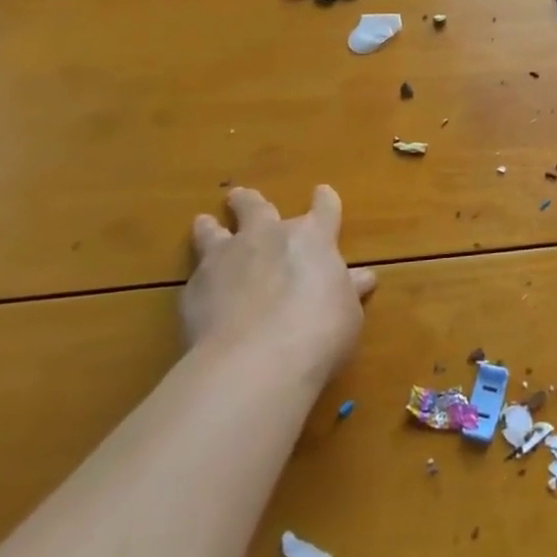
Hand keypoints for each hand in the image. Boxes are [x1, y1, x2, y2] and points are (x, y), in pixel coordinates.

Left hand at [184, 186, 375, 380]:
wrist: (254, 363)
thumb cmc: (319, 332)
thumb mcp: (349, 312)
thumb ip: (348, 291)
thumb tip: (362, 278)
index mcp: (313, 237)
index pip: (324, 208)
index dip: (325, 201)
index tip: (323, 193)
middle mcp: (268, 237)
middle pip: (257, 208)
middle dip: (251, 202)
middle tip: (242, 196)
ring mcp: (226, 259)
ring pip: (213, 232)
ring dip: (210, 227)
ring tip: (204, 222)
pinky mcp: (194, 289)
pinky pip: (197, 274)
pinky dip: (201, 277)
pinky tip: (200, 288)